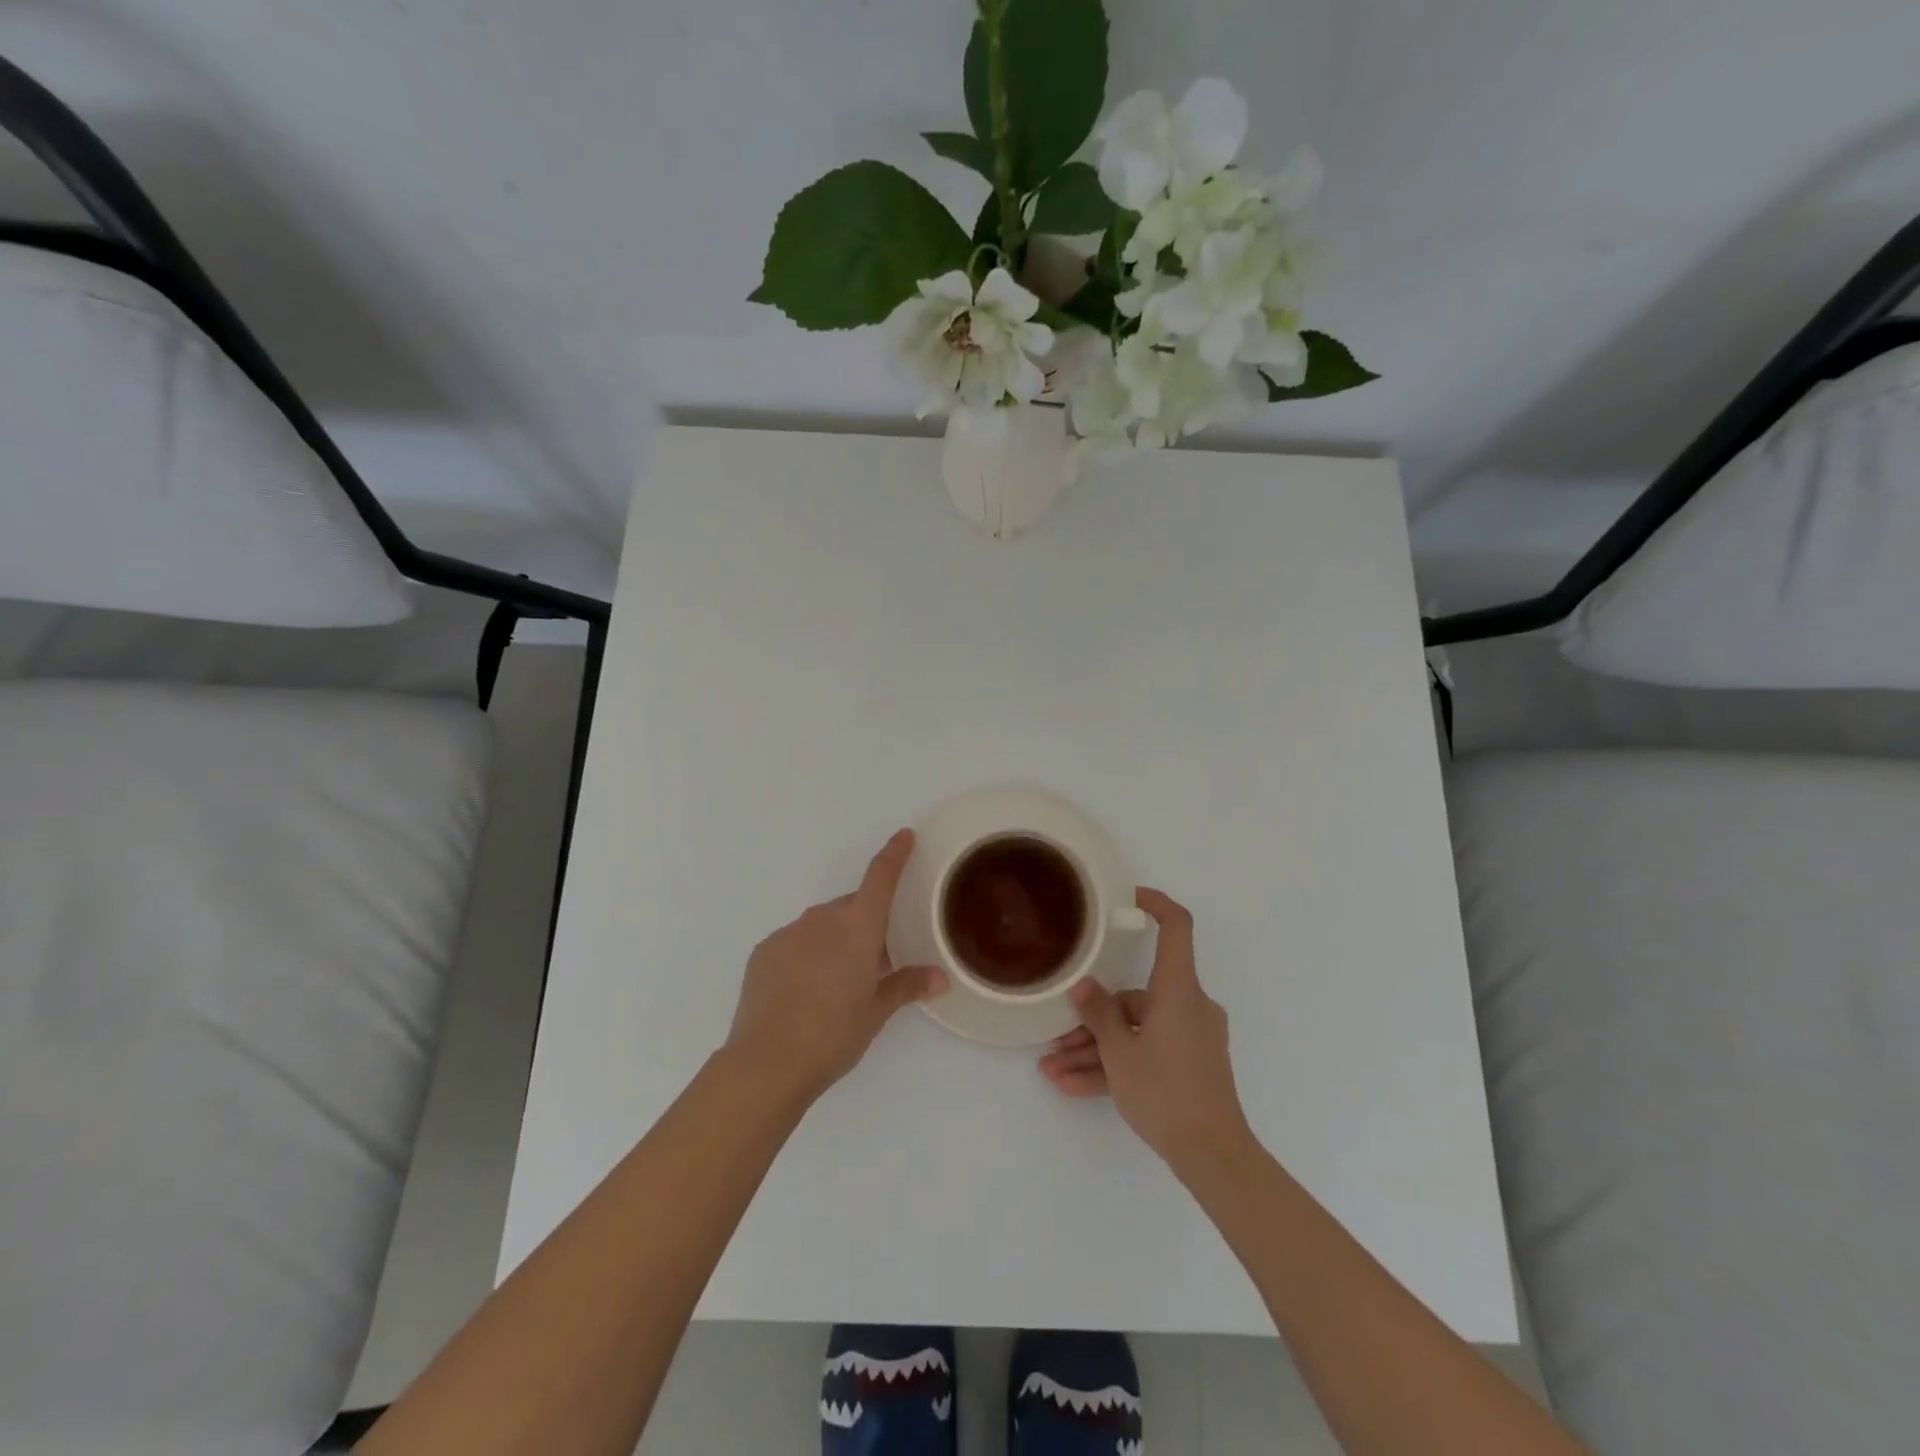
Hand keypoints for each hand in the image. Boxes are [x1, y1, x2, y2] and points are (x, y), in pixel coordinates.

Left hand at [726, 829, 947, 1100]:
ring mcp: (789, 932)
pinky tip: (803, 992)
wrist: (767, 1061)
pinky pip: (794, 943)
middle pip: (851, 908)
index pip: (881, 877)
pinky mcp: (764, 950)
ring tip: (834, 986)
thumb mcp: (876, 1012)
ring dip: (833, 943)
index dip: (895, 854)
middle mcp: (823, 918)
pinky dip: (805, 956)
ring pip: (821, 927)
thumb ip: (907, 986)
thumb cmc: (834, 1034)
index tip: (904, 835)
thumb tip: (940, 978)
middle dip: (864, 927)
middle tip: (872, 965)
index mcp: (857, 927)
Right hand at [1038, 888, 1254, 1180]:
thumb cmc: (1166, 1092)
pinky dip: (1116, 1066)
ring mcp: (1190, 1036)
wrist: (1213, 1156)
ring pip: (1135, 1030)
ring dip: (1096, 1050)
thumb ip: (1098, 1015)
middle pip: (1136, 996)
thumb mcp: (1120, 1052)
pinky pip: (1146, 1052)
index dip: (1155, 904)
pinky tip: (1075, 1087)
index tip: (1128, 897)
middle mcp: (1188, 1005)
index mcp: (1178, 989)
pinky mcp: (1189, 1064)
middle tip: (1057, 1040)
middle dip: (1093, 1019)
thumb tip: (1083, 986)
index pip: (1177, 927)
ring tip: (1054, 1071)